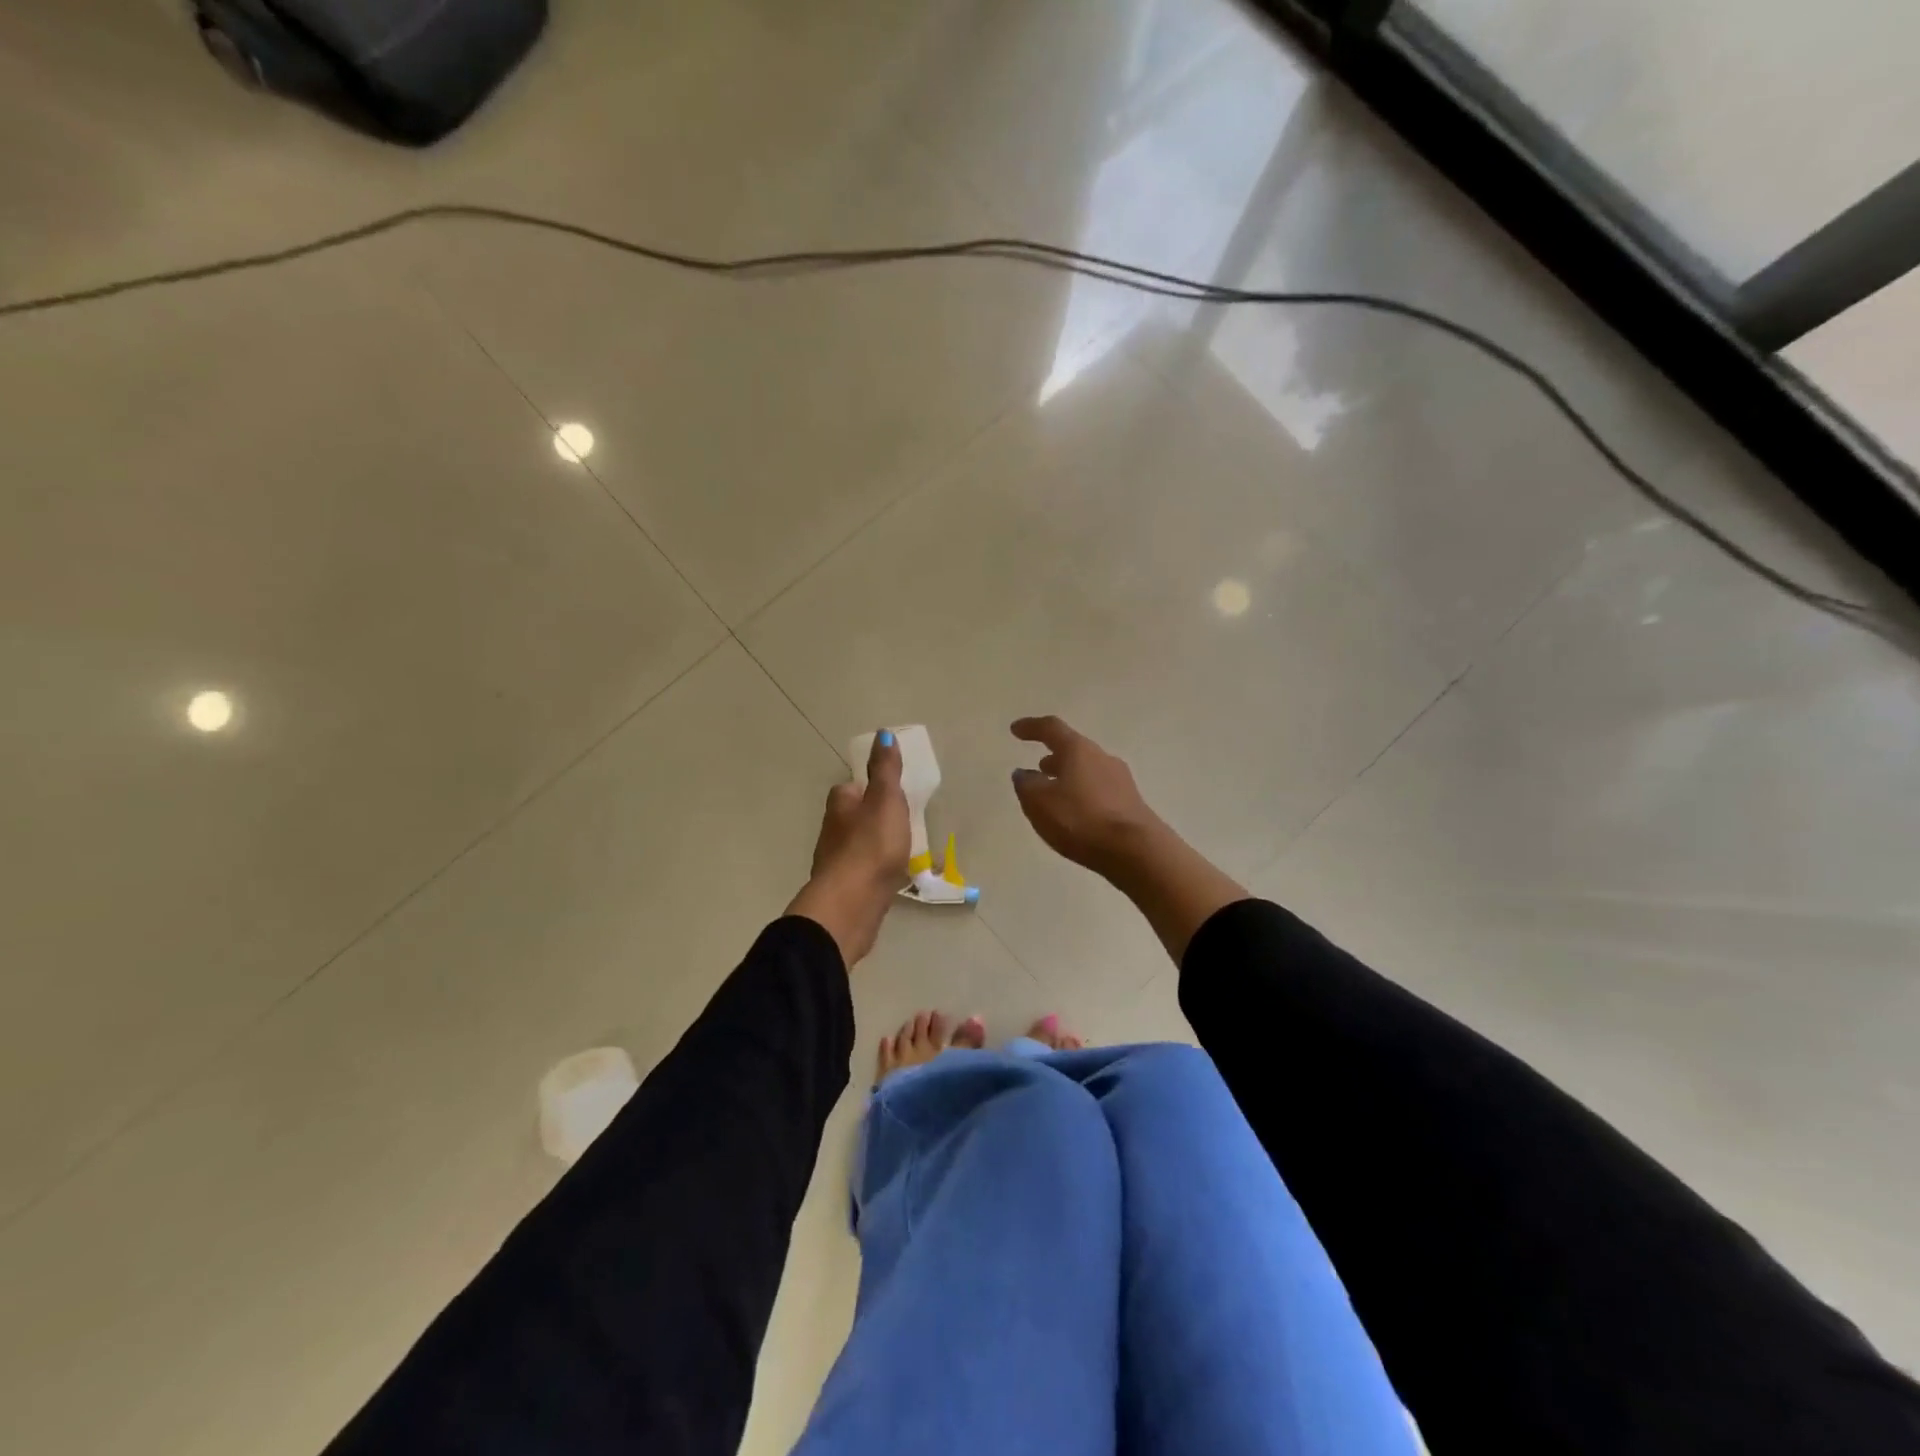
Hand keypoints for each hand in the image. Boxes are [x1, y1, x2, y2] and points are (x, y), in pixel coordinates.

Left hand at [787, 732, 910, 965]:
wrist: (852, 904)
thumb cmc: (871, 845)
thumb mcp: (886, 800)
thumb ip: (886, 770)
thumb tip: (882, 733)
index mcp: (840, 805)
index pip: (850, 789)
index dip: (868, 789)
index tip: (891, 795)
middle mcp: (831, 832)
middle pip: (852, 818)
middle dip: (873, 820)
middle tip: (901, 824)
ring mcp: (836, 864)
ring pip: (857, 847)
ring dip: (875, 847)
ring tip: (902, 851)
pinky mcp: (845, 891)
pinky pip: (863, 874)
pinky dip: (875, 873)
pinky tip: (891, 879)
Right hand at [1009, 716, 1161, 875]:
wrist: (1136, 851)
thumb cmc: (1081, 820)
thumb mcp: (1040, 803)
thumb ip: (1026, 785)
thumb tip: (1023, 773)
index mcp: (1078, 750)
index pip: (1051, 729)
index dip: (1031, 727)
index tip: (1015, 729)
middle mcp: (1102, 758)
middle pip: (1074, 749)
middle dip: (1054, 756)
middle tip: (1038, 767)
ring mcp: (1121, 780)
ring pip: (1088, 770)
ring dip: (1068, 776)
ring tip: (1054, 791)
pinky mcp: (1131, 803)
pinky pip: (1099, 790)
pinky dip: (1082, 793)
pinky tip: (1076, 811)